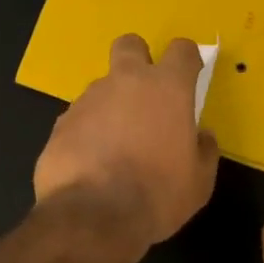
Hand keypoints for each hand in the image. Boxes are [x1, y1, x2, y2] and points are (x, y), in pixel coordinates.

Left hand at [34, 34, 219, 247]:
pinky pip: (80, 118)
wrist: (93, 217)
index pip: (182, 50)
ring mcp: (87, 100)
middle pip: (130, 45)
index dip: (188, 60)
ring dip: (112, 106)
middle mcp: (125, 83)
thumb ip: (203, 150)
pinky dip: (88, 133)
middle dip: (138, 59)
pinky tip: (92, 163)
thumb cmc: (157, 195)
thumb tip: (200, 136)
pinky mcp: (61, 124)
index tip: (190, 78)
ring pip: (102, 87)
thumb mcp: (199, 181)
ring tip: (116, 147)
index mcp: (167, 89)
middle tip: (145, 95)